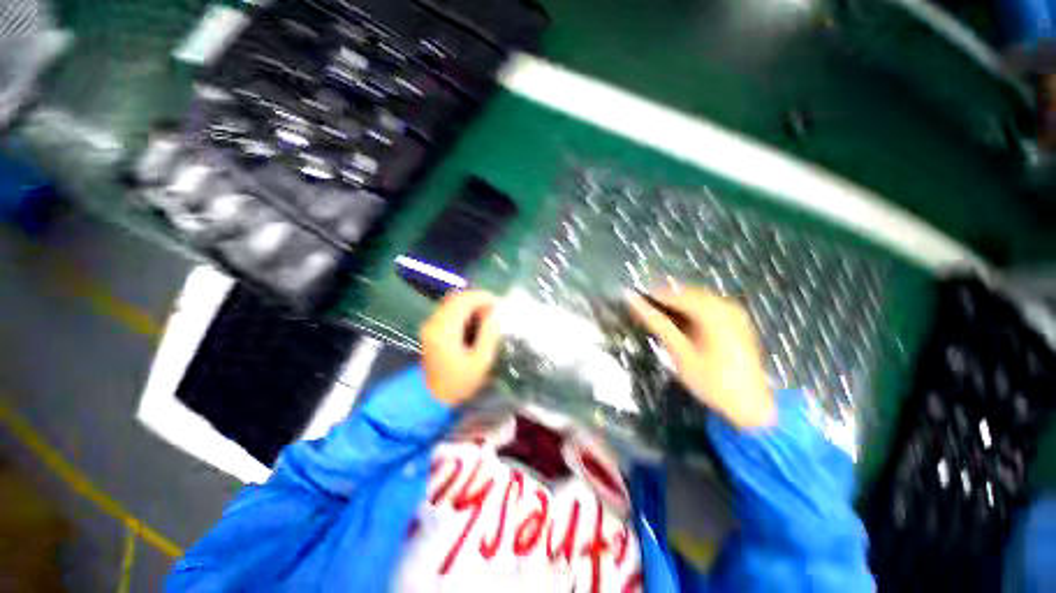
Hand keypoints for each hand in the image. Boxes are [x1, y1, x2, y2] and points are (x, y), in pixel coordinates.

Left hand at [421, 290, 500, 405]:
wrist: (432, 398)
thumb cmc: (460, 382)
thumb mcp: (481, 361)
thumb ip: (489, 334)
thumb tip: (496, 313)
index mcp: (446, 329)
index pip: (464, 300)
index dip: (483, 297)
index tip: (499, 304)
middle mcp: (435, 322)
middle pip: (456, 297)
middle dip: (478, 298)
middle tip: (495, 309)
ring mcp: (431, 324)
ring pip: (452, 302)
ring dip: (471, 303)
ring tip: (487, 315)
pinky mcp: (431, 328)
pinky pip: (449, 310)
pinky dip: (464, 310)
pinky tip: (475, 320)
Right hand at [628, 287, 774, 428]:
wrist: (750, 405)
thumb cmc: (711, 380)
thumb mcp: (679, 352)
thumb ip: (657, 323)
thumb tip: (633, 302)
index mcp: (712, 312)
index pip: (674, 294)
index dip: (651, 296)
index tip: (632, 300)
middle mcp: (725, 305)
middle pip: (686, 294)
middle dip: (663, 301)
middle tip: (642, 310)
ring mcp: (733, 312)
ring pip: (695, 300)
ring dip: (676, 306)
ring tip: (656, 317)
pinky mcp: (736, 321)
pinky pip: (707, 307)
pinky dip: (690, 312)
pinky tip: (679, 323)